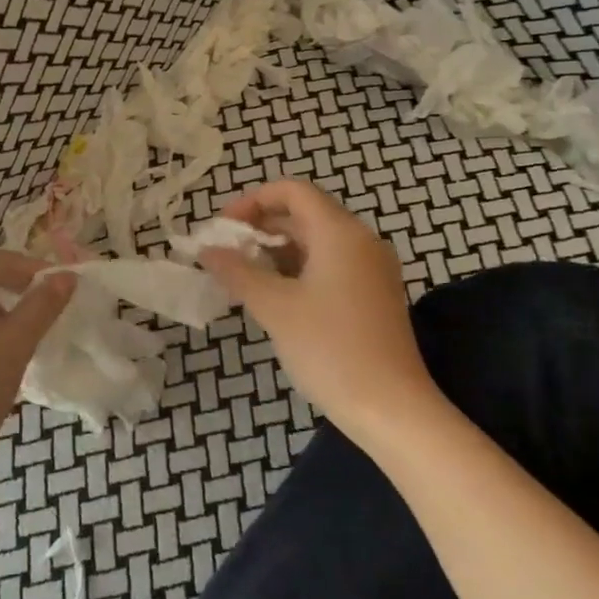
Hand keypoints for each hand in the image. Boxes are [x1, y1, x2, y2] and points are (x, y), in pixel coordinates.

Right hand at [198, 181, 437, 435]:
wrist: (391, 407)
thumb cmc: (329, 349)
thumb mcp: (275, 308)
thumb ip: (238, 272)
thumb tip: (208, 251)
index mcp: (340, 233)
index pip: (293, 191)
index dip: (253, 200)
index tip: (223, 227)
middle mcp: (361, 241)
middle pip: (306, 214)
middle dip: (262, 227)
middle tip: (226, 252)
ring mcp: (372, 269)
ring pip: (318, 242)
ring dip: (278, 250)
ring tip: (244, 275)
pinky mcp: (374, 295)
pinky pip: (331, 265)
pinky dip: (299, 269)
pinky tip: (275, 295)